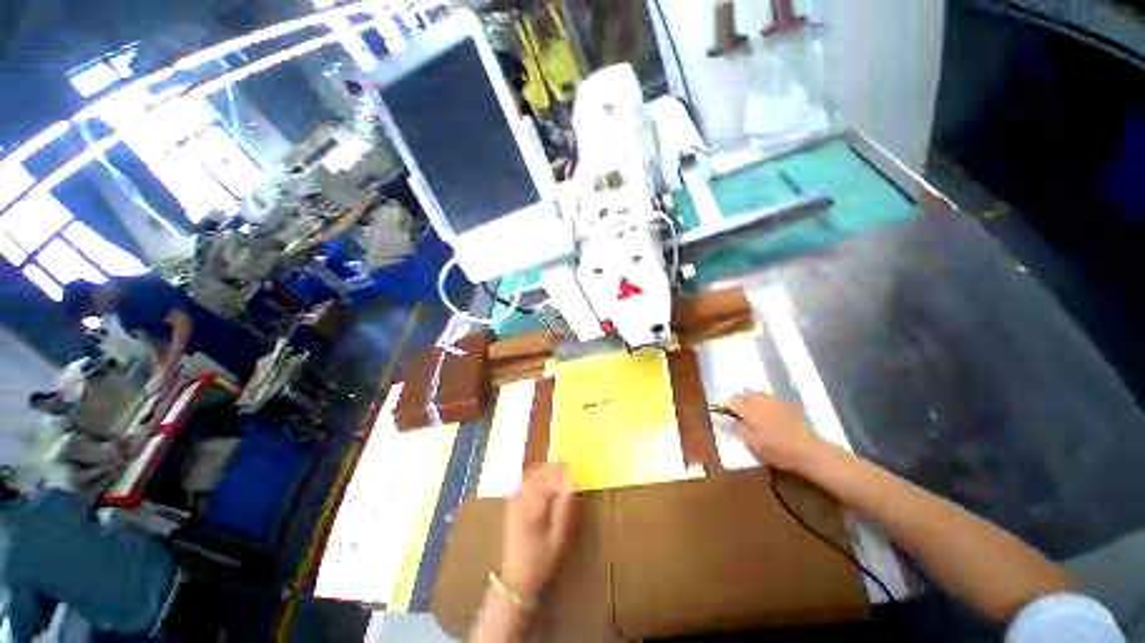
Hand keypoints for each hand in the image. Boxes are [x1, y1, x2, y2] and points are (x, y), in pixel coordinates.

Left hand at [500, 463, 579, 601]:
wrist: (516, 578)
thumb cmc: (541, 559)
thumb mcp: (558, 537)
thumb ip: (564, 508)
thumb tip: (573, 484)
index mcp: (532, 504)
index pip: (547, 476)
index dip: (562, 469)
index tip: (574, 469)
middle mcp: (520, 497)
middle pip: (537, 472)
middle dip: (553, 468)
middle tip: (569, 470)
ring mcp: (513, 500)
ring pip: (530, 475)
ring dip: (545, 471)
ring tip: (559, 475)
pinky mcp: (511, 504)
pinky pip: (523, 482)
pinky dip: (535, 478)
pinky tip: (544, 484)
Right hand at [726, 389, 823, 471]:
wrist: (808, 450)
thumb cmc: (776, 450)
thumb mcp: (753, 444)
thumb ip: (739, 430)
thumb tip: (730, 420)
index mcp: (749, 411)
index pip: (732, 402)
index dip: (727, 405)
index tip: (724, 411)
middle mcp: (761, 402)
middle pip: (746, 392)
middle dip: (741, 398)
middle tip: (741, 410)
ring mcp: (776, 402)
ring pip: (760, 394)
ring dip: (755, 399)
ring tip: (756, 410)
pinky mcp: (789, 406)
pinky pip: (774, 399)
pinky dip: (769, 403)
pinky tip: (773, 413)